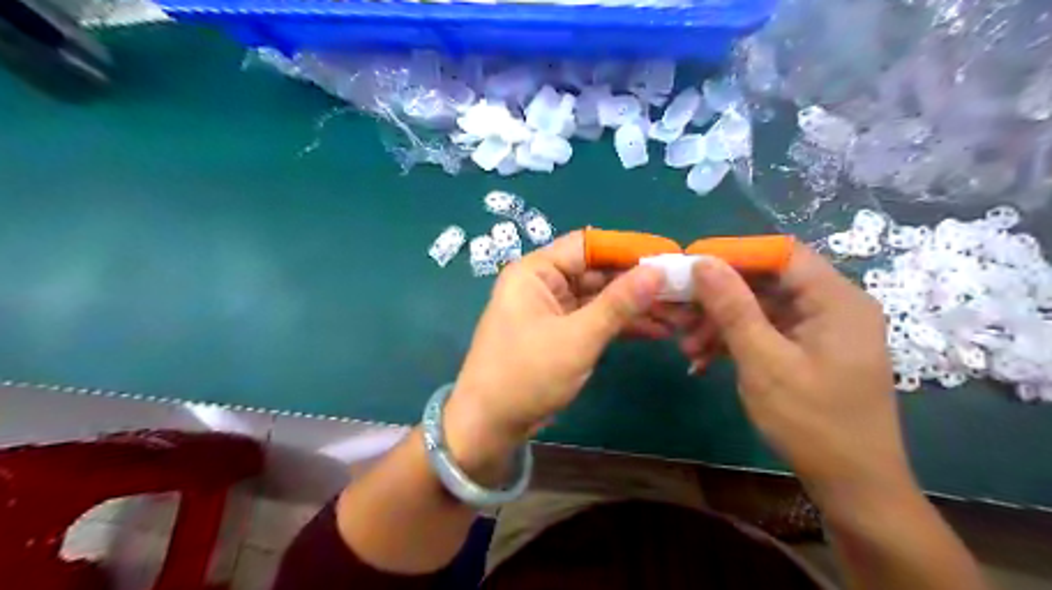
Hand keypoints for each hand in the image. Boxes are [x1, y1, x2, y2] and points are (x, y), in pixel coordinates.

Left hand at [442, 230, 663, 470]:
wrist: (490, 424)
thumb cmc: (527, 374)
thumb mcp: (577, 338)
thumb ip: (618, 303)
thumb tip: (657, 271)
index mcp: (535, 271)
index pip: (588, 245)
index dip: (628, 249)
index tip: (668, 256)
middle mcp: (542, 283)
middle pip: (597, 271)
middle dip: (637, 283)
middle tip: (680, 290)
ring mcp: (552, 309)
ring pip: (599, 297)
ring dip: (634, 306)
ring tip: (677, 314)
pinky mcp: (559, 332)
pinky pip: (594, 319)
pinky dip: (620, 325)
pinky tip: (655, 330)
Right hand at [679, 246, 907, 499]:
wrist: (853, 486)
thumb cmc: (812, 422)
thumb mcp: (763, 361)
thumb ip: (732, 307)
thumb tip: (703, 263)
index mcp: (835, 300)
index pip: (781, 254)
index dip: (734, 253)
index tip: (690, 265)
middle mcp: (833, 306)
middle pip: (767, 281)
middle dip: (719, 296)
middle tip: (679, 310)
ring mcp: (821, 330)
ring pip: (762, 308)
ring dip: (721, 323)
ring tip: (686, 346)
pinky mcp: (810, 350)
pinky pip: (767, 331)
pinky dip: (736, 341)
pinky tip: (704, 359)